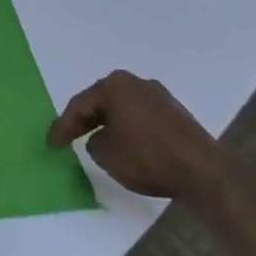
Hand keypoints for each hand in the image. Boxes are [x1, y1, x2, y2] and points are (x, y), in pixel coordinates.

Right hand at [47, 71, 227, 200]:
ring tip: (96, 140)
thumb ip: (93, 142)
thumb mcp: (104, 153)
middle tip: (69, 137)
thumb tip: (102, 138)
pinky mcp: (177, 115)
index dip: (63, 126)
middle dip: (85, 120)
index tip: (52, 143)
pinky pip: (142, 119)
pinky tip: (125, 144)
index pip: (80, 105)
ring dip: (109, 124)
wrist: (203, 171)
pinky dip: (130, 129)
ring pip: (123, 109)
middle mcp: (136, 83)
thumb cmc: (146, 157)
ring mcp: (160, 97)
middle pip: (102, 102)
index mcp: (114, 86)